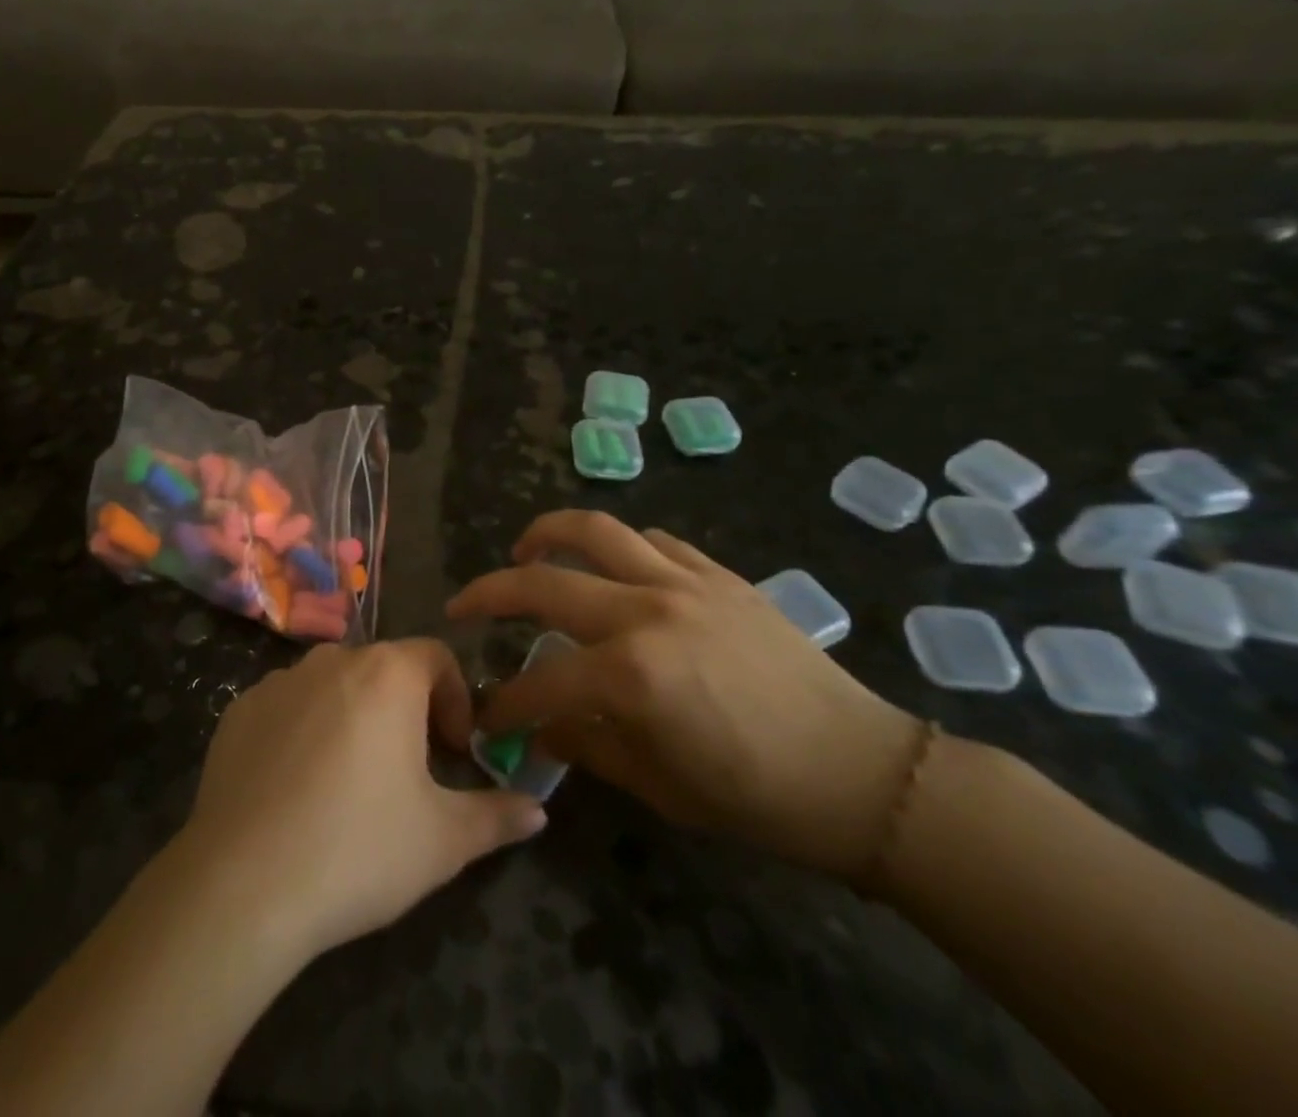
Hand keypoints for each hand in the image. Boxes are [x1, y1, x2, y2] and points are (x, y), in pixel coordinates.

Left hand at [173, 640, 546, 961]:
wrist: (244, 882)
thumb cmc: (359, 848)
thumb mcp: (443, 840)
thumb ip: (496, 816)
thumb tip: (537, 810)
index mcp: (387, 674)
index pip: (436, 656)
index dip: (456, 697)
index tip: (454, 749)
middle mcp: (332, 659)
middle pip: (383, 669)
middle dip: (405, 709)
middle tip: (409, 769)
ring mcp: (279, 681)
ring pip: (332, 685)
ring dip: (352, 716)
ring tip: (351, 780)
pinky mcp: (238, 710)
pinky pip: (286, 707)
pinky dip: (302, 730)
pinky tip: (296, 788)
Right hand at [449, 511, 922, 879]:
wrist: (862, 773)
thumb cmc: (757, 796)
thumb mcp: (659, 786)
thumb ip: (586, 746)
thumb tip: (538, 726)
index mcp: (630, 675)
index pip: (538, 680)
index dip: (503, 701)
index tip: (484, 714)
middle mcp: (647, 612)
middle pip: (544, 583)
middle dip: (490, 594)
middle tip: (464, 605)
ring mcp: (685, 583)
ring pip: (595, 531)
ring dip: (546, 534)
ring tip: (523, 549)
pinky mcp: (719, 575)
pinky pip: (654, 541)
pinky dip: (619, 547)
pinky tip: (610, 566)